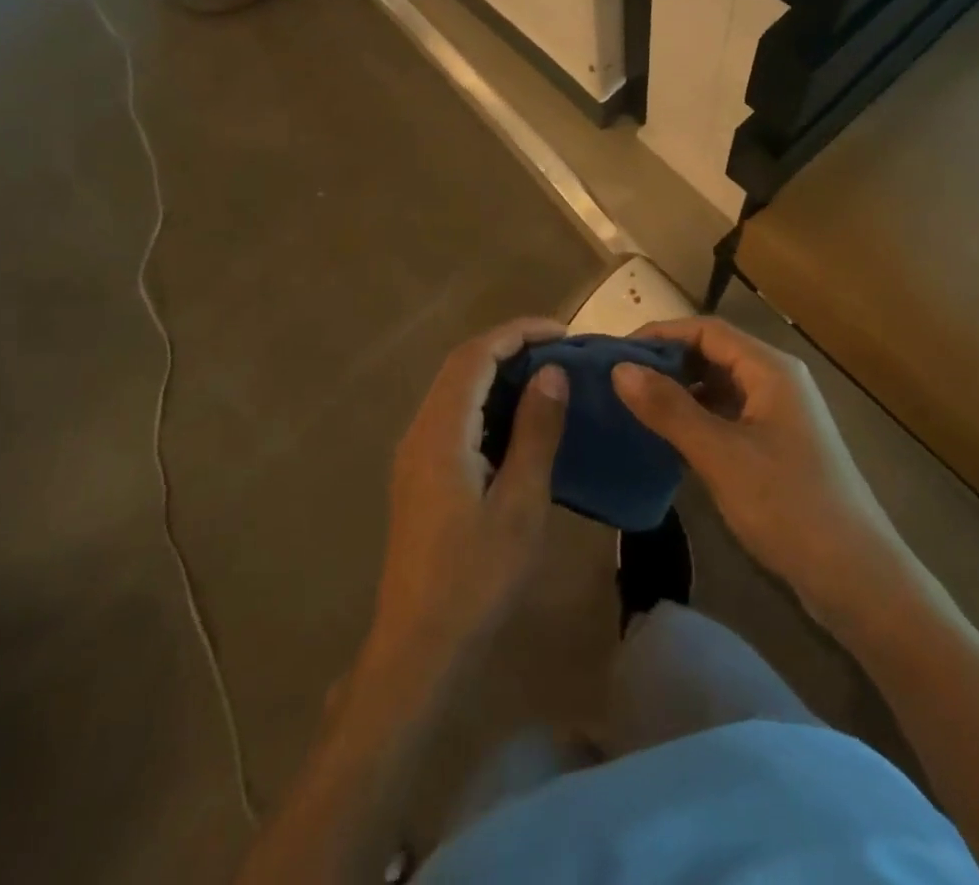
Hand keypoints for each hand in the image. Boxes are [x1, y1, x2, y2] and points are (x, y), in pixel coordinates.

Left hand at [368, 317, 569, 673]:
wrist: (419, 646)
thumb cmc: (476, 578)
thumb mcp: (520, 504)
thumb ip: (535, 432)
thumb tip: (552, 374)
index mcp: (441, 433)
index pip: (475, 355)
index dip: (518, 333)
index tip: (563, 334)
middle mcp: (420, 431)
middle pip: (461, 366)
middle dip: (510, 347)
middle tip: (561, 352)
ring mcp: (415, 453)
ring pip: (456, 390)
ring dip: (498, 373)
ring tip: (547, 378)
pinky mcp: (420, 474)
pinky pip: (454, 416)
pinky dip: (487, 402)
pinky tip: (519, 421)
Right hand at [613, 318, 894, 605]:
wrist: (858, 579)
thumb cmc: (789, 505)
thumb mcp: (721, 455)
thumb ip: (669, 409)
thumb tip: (619, 368)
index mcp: (770, 369)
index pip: (706, 330)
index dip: (660, 335)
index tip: (616, 353)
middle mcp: (777, 381)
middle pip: (714, 353)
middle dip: (667, 362)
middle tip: (618, 381)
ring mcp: (780, 415)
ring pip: (720, 386)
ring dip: (680, 391)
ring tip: (635, 406)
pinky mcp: (778, 446)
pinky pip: (729, 415)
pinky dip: (698, 417)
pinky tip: (670, 438)